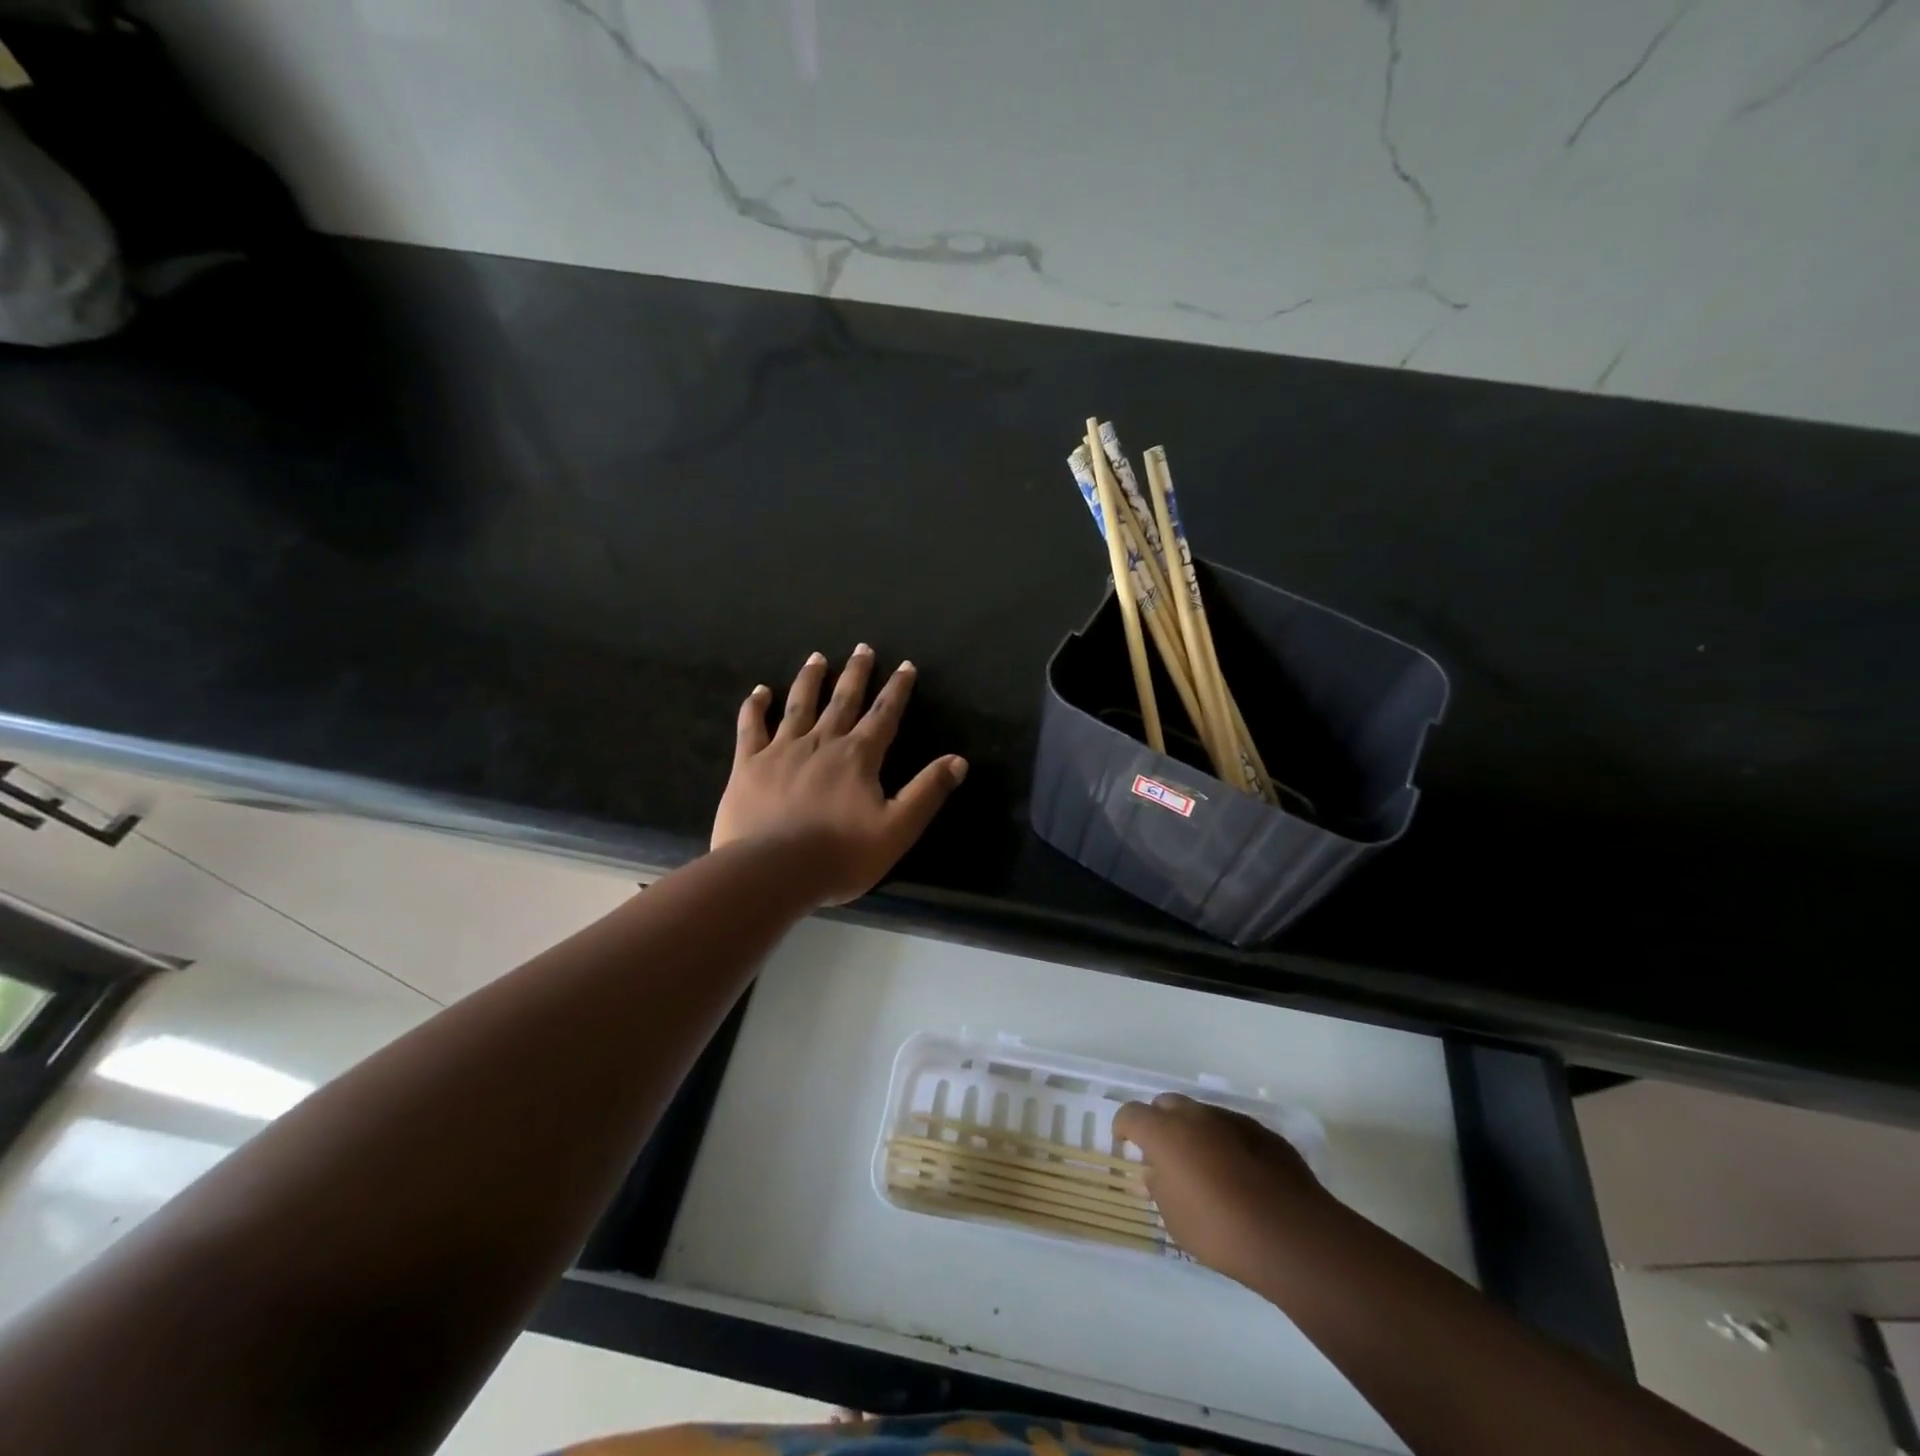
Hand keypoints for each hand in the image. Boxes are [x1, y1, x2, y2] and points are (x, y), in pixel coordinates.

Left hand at [712, 645, 967, 906]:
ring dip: (811, 679)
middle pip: (843, 700)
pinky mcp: (749, 764)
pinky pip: (752, 726)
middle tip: (862, 648)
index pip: (884, 715)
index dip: (897, 689)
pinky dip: (756, 706)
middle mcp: (822, 742)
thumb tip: (959, 760)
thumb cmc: (840, 855)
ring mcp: (782, 750)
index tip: (905, 665)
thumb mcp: (897, 829)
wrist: (772, 871)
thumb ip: (927, 792)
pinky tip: (760, 691)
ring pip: (800, 704)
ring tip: (817, 657)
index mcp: (858, 757)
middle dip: (856, 673)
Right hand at [1115, 1093, 1331, 1289]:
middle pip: (1166, 1105)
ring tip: (1204, 1167)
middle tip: (1164, 1155)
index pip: (1130, 1114)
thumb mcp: (1175, 1220)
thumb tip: (1155, 1173)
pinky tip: (1238, 1175)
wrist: (1291, 1235)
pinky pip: (1232, 1129)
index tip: (1126, 1146)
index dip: (1123, 1128)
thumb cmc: (1221, 1231)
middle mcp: (1195, 1115)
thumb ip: (1159, 1188)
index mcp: (1165, 1132)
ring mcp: (1231, 1119)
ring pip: (1201, 1114)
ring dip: (1194, 1132)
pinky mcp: (1262, 1132)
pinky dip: (1225, 1143)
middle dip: (1159, 1123)